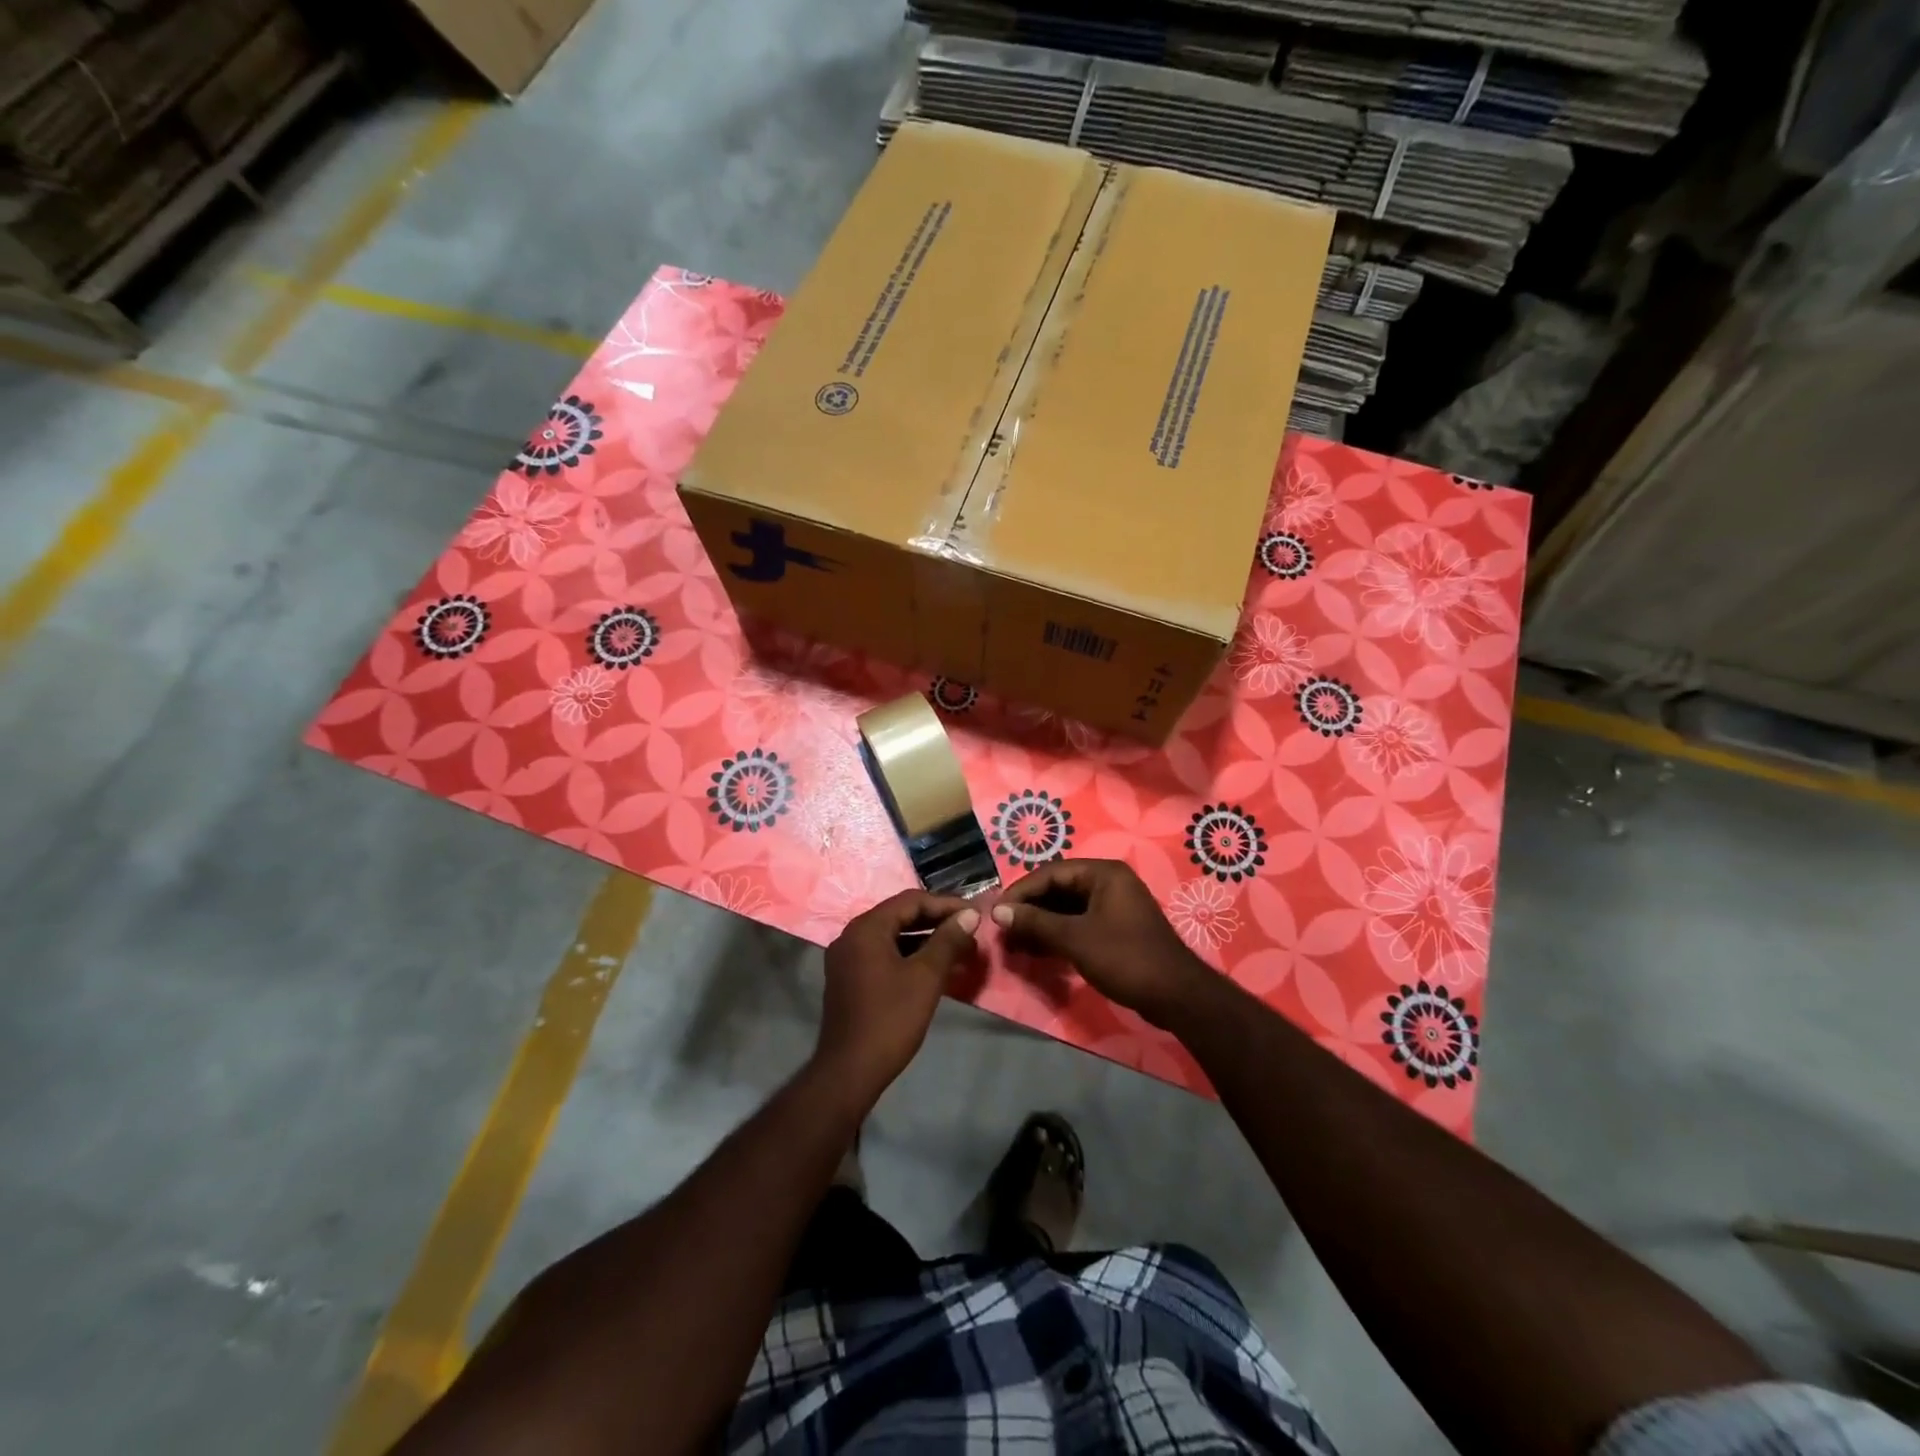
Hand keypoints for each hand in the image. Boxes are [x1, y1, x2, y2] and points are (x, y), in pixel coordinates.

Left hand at [815, 891, 980, 1106]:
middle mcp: (852, 936)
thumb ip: (948, 941)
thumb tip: (970, 916)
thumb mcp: (926, 977)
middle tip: (970, 931)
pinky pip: (884, 955)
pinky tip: (935, 969)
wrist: (850, 1071)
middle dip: (937, 922)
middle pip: (900, 916)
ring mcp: (847, 958)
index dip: (946, 905)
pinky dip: (909, 956)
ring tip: (960, 950)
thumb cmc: (890, 1019)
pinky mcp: (849, 979)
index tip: (975, 915)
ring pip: (893, 937)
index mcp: (866, 928)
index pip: (911, 901)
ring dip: (926, 941)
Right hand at [991, 860, 1212, 1029]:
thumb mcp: (1075, 939)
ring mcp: (1113, 906)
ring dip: (1040, 924)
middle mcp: (1108, 882)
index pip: (1050, 873)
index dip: (1020, 892)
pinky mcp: (1115, 929)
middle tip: (1002, 931)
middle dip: (1029, 910)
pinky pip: (1078, 923)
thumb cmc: (1125, 958)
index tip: (996, 913)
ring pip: (1066, 908)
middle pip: (1057, 889)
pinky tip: (1036, 951)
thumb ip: (1035, 922)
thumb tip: (997, 911)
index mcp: (1103, 873)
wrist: (1176, 996)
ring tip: (1014, 944)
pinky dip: (1057, 935)